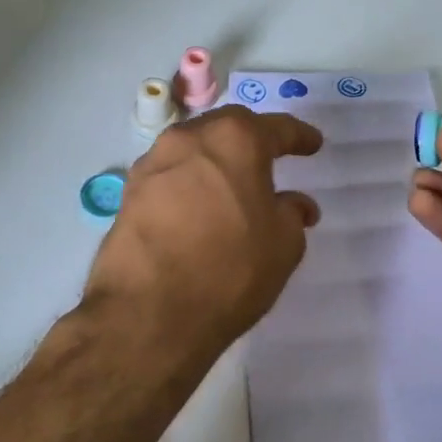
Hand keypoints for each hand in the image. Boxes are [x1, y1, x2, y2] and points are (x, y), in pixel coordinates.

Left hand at [85, 106, 323, 370]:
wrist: (148, 313)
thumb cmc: (229, 269)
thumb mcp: (283, 244)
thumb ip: (292, 214)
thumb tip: (295, 204)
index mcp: (235, 139)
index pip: (276, 128)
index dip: (299, 137)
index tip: (313, 145)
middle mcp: (189, 139)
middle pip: (228, 128)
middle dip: (252, 140)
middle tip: (271, 159)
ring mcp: (152, 164)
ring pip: (194, 150)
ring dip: (217, 162)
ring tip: (234, 186)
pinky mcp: (128, 194)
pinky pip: (170, 177)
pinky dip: (190, 185)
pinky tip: (200, 209)